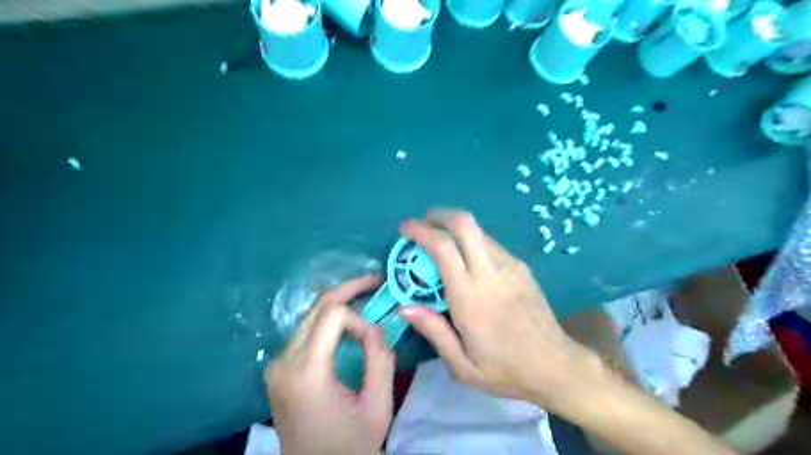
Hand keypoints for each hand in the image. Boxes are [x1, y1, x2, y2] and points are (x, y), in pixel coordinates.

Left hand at [265, 275, 394, 451]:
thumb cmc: (350, 447)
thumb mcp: (379, 405)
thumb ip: (381, 358)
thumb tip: (374, 325)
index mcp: (307, 373)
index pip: (332, 314)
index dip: (359, 318)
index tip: (374, 338)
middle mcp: (283, 362)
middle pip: (317, 307)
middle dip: (348, 290)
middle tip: (375, 282)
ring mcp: (276, 364)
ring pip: (310, 315)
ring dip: (339, 305)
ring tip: (365, 300)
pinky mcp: (278, 368)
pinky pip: (305, 330)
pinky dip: (328, 321)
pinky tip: (347, 322)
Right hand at [399, 210, 593, 411]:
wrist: (557, 366)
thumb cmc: (506, 370)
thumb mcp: (462, 366)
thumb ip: (434, 332)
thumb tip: (404, 307)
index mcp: (471, 297)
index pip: (443, 248)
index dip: (421, 230)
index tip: (405, 228)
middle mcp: (491, 273)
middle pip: (465, 224)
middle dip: (440, 215)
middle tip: (423, 221)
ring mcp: (511, 266)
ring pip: (479, 231)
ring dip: (456, 228)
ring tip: (442, 241)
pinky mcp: (522, 267)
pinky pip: (491, 244)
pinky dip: (472, 241)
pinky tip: (467, 259)